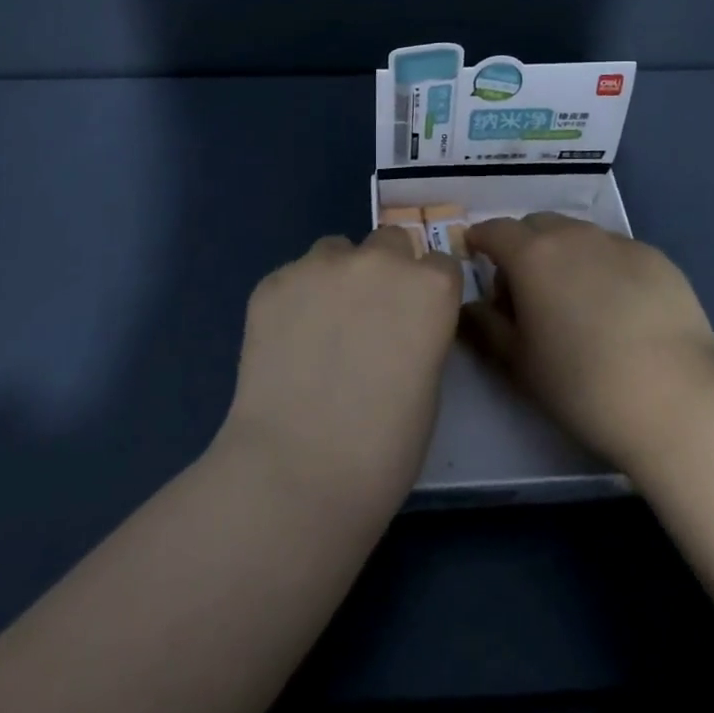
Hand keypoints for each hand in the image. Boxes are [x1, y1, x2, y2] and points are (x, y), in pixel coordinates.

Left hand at [218, 228, 463, 520]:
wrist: (298, 471)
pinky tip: (285, 343)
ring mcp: (321, 265)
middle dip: (384, 270)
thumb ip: (418, 334)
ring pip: (335, 251)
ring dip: (336, 277)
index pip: (439, 264)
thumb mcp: (428, 384)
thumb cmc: (384, 447)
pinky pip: (293, 277)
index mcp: (430, 287)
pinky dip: (294, 299)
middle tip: (367, 318)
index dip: (427, 292)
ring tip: (319, 328)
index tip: (414, 319)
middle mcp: (379, 261)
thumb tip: (397, 328)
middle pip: (389, 241)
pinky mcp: (274, 281)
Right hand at [464, 213, 713, 469]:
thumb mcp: (519, 363)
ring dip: (565, 253)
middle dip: (524, 245)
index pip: (495, 230)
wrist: (676, 398)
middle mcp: (574, 235)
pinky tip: (619, 306)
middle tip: (526, 286)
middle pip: (537, 225)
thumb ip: (487, 327)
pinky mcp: (657, 258)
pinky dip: (604, 266)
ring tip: (575, 297)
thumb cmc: (582, 384)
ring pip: (579, 234)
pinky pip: (616, 251)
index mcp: (532, 255)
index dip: (481, 240)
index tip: (477, 257)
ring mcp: (620, 243)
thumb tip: (472, 307)